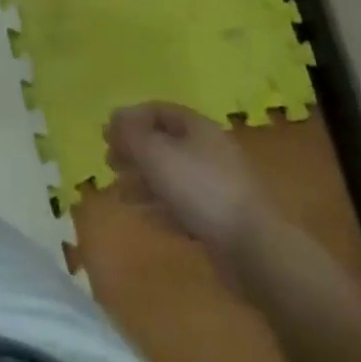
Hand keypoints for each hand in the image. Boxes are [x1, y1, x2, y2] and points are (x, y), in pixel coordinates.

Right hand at [105, 102, 272, 285]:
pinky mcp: (221, 220)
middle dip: (135, 152)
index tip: (106, 134)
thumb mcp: (156, 154)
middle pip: (164, 144)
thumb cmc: (200, 189)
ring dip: (144, 183)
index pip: (159, 111)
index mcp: (198, 128)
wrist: (254, 250)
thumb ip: (130, 133)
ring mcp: (217, 187)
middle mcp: (209, 152)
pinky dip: (162, 208)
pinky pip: (184, 206)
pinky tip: (145, 217)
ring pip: (172, 177)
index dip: (130, 118)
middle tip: (110, 163)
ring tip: (121, 194)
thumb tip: (114, 116)